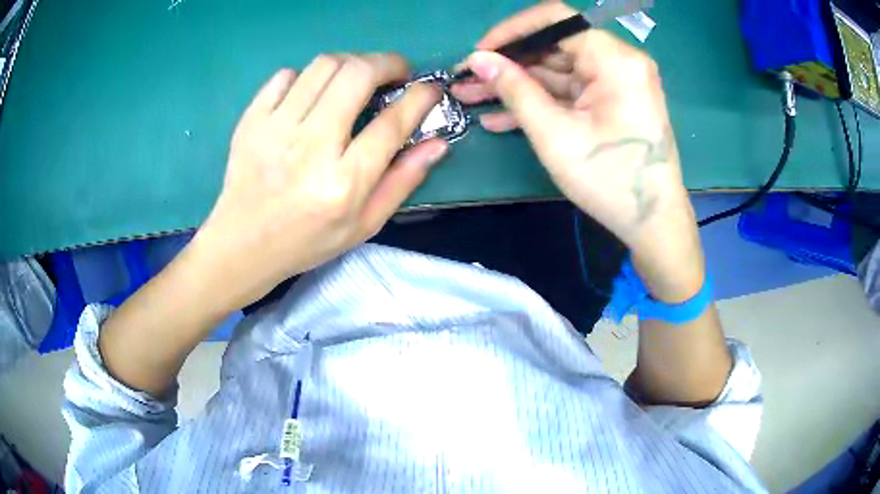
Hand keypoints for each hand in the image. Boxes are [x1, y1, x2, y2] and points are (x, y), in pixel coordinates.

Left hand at [191, 53, 446, 308]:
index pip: (392, 123)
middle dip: (388, 63)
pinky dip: (308, 76)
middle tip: (395, 73)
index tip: (429, 89)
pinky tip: (312, 95)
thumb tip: (438, 143)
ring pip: (324, 65)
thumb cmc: (307, 241)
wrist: (242, 245)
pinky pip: (286, 75)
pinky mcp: (252, 120)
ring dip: (352, 63)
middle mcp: (310, 147)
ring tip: (357, 78)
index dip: (420, 98)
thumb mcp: (364, 225)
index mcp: (343, 182)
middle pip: (357, 74)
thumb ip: (402, 182)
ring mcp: (275, 129)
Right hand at [452, 3, 702, 300]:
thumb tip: (477, 59)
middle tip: (468, 81)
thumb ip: (514, 89)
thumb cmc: (608, 180)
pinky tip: (501, 117)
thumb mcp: (555, 134)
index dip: (512, 31)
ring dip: (517, 85)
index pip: (556, 20)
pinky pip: (570, 92)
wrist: (652, 222)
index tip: (480, 53)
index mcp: (614, 59)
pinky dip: (540, 101)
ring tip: (471, 97)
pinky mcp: (611, 102)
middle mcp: (619, 61)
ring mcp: (616, 82)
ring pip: (557, 71)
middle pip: (554, 46)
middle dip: (508, 64)